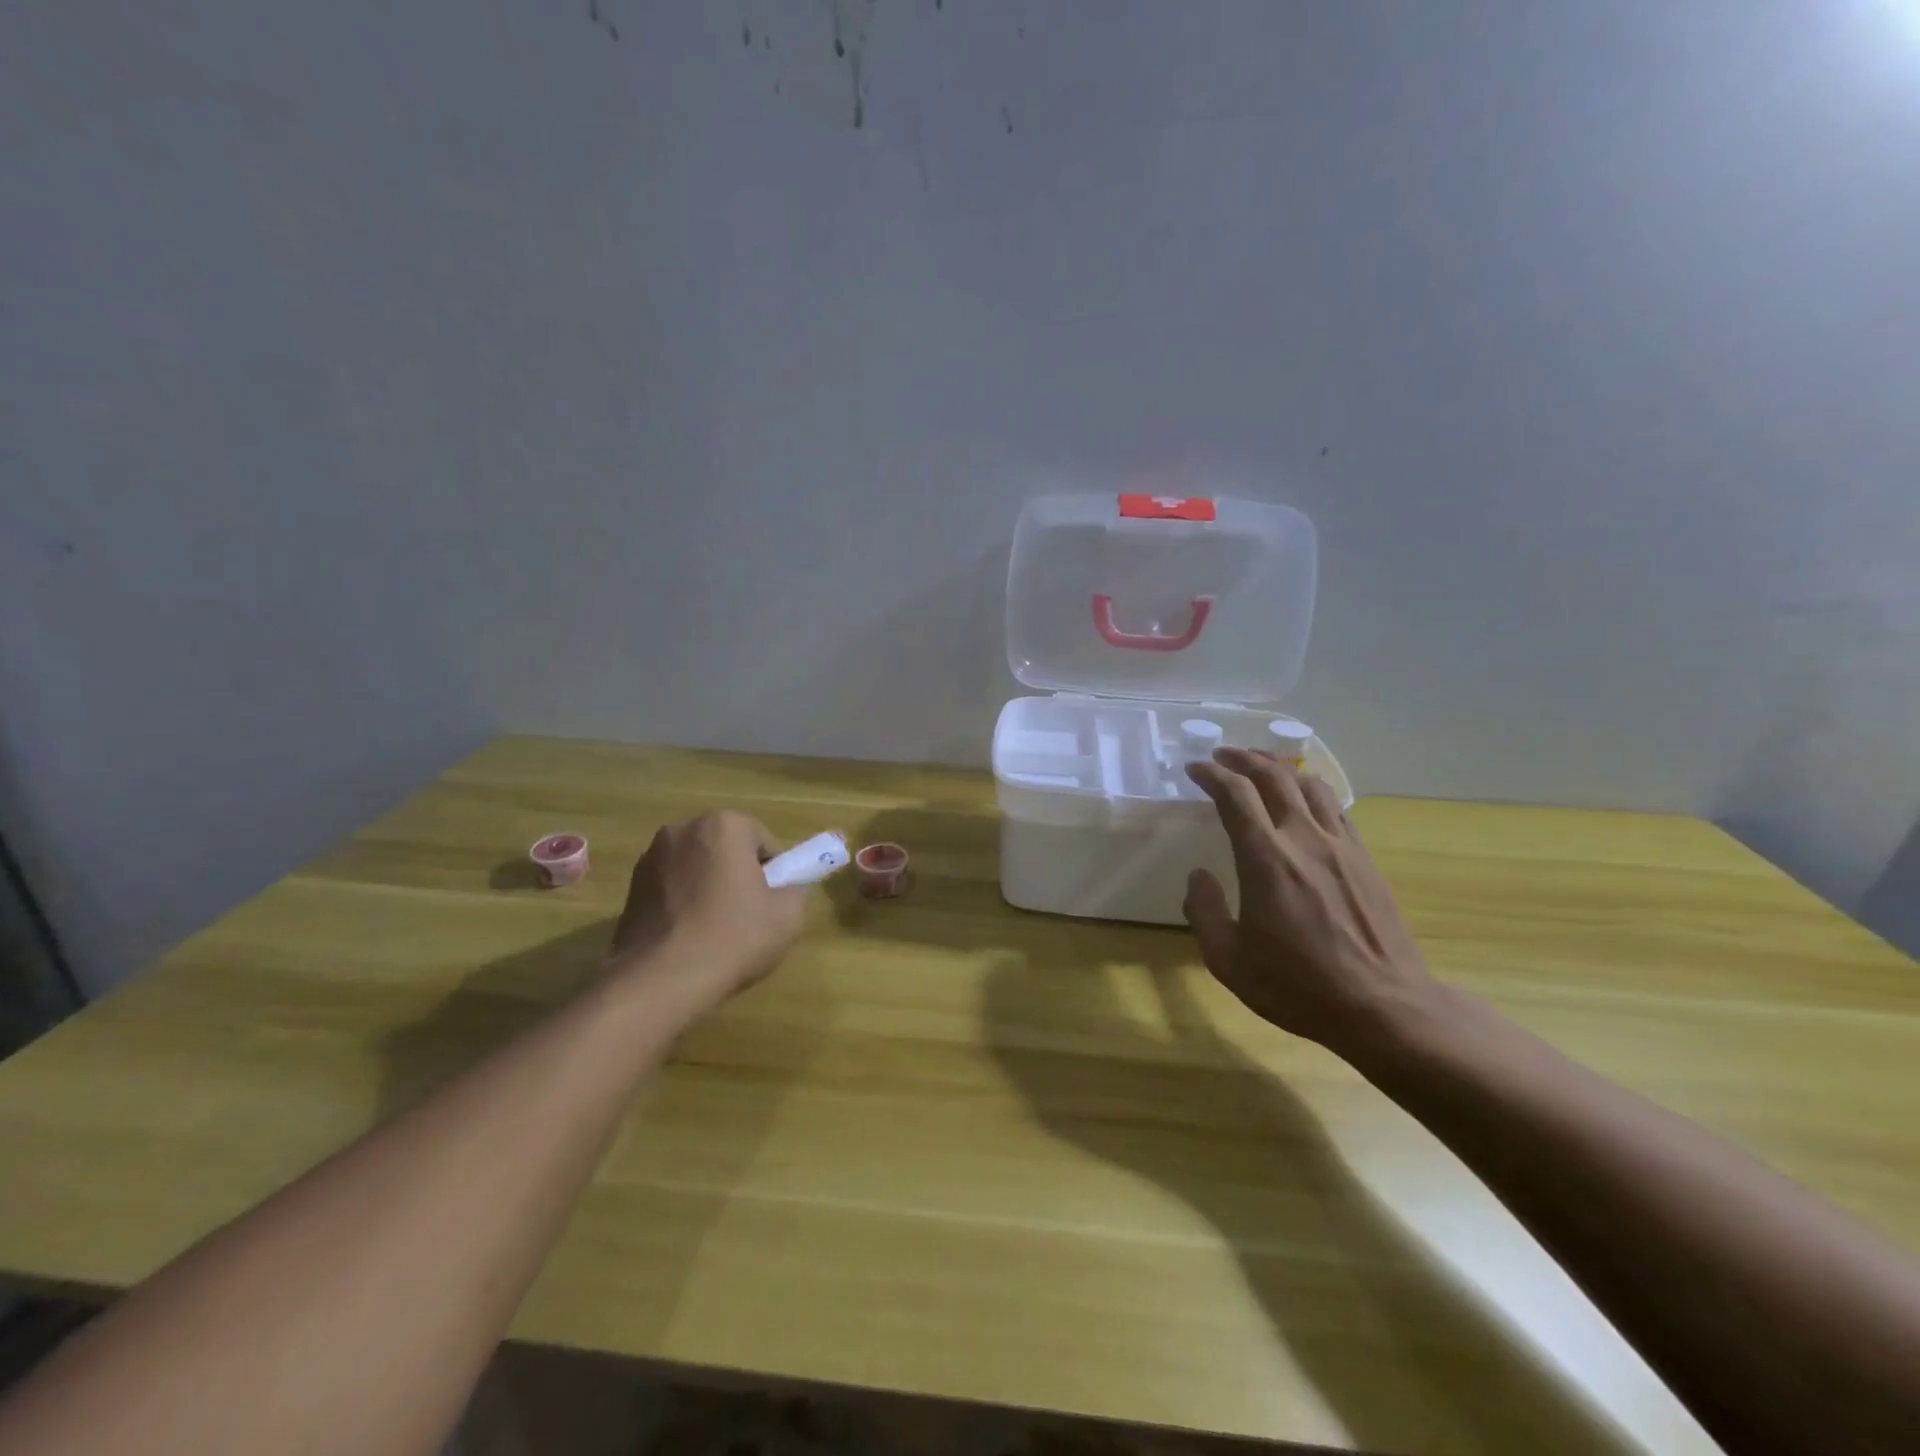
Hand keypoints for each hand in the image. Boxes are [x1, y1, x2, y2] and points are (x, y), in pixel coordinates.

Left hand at [610, 811, 806, 1005]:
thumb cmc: (733, 937)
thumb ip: (795, 891)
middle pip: (726, 849)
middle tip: (748, 914)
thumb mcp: (789, 916)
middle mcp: (682, 830)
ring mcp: (650, 859)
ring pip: (696, 868)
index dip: (774, 872)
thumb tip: (784, 890)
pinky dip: (682, 904)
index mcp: (723, 826)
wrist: (661, 980)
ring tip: (715, 929)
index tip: (772, 901)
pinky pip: (671, 888)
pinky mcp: (630, 889)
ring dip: (708, 887)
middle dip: (738, 874)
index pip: (763, 841)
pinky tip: (689, 937)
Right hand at [1183, 749, 1442, 1058]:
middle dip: (1243, 759)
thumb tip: (1198, 877)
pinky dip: (1311, 790)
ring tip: (1261, 766)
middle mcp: (1303, 838)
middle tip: (1222, 756)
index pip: (1234, 794)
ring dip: (1279, 768)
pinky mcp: (1365, 859)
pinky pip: (1335, 807)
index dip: (1211, 774)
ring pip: (1309, 785)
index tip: (1194, 769)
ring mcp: (1340, 846)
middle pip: (1273, 777)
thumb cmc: (1297, 986)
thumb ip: (1204, 912)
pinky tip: (1304, 800)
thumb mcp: (1228, 960)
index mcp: (1265, 857)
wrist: (1384, 1007)